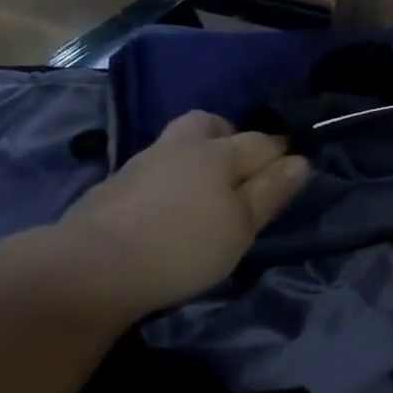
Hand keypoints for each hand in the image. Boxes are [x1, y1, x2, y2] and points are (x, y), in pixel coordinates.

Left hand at [54, 111, 308, 320]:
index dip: (281, 155)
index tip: (290, 173)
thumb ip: (271, 191)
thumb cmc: (182, 246)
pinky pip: (152, 169)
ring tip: (200, 194)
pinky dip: (165, 181)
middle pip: (210, 125)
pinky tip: (164, 210)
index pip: (261, 142)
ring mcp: (142, 162)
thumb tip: (301, 160)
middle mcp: (181, 146)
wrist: (91, 267)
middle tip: (237, 171)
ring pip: (177, 144)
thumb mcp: (241, 226)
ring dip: (193, 158)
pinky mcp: (113, 186)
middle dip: (228, 137)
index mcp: (218, 152)